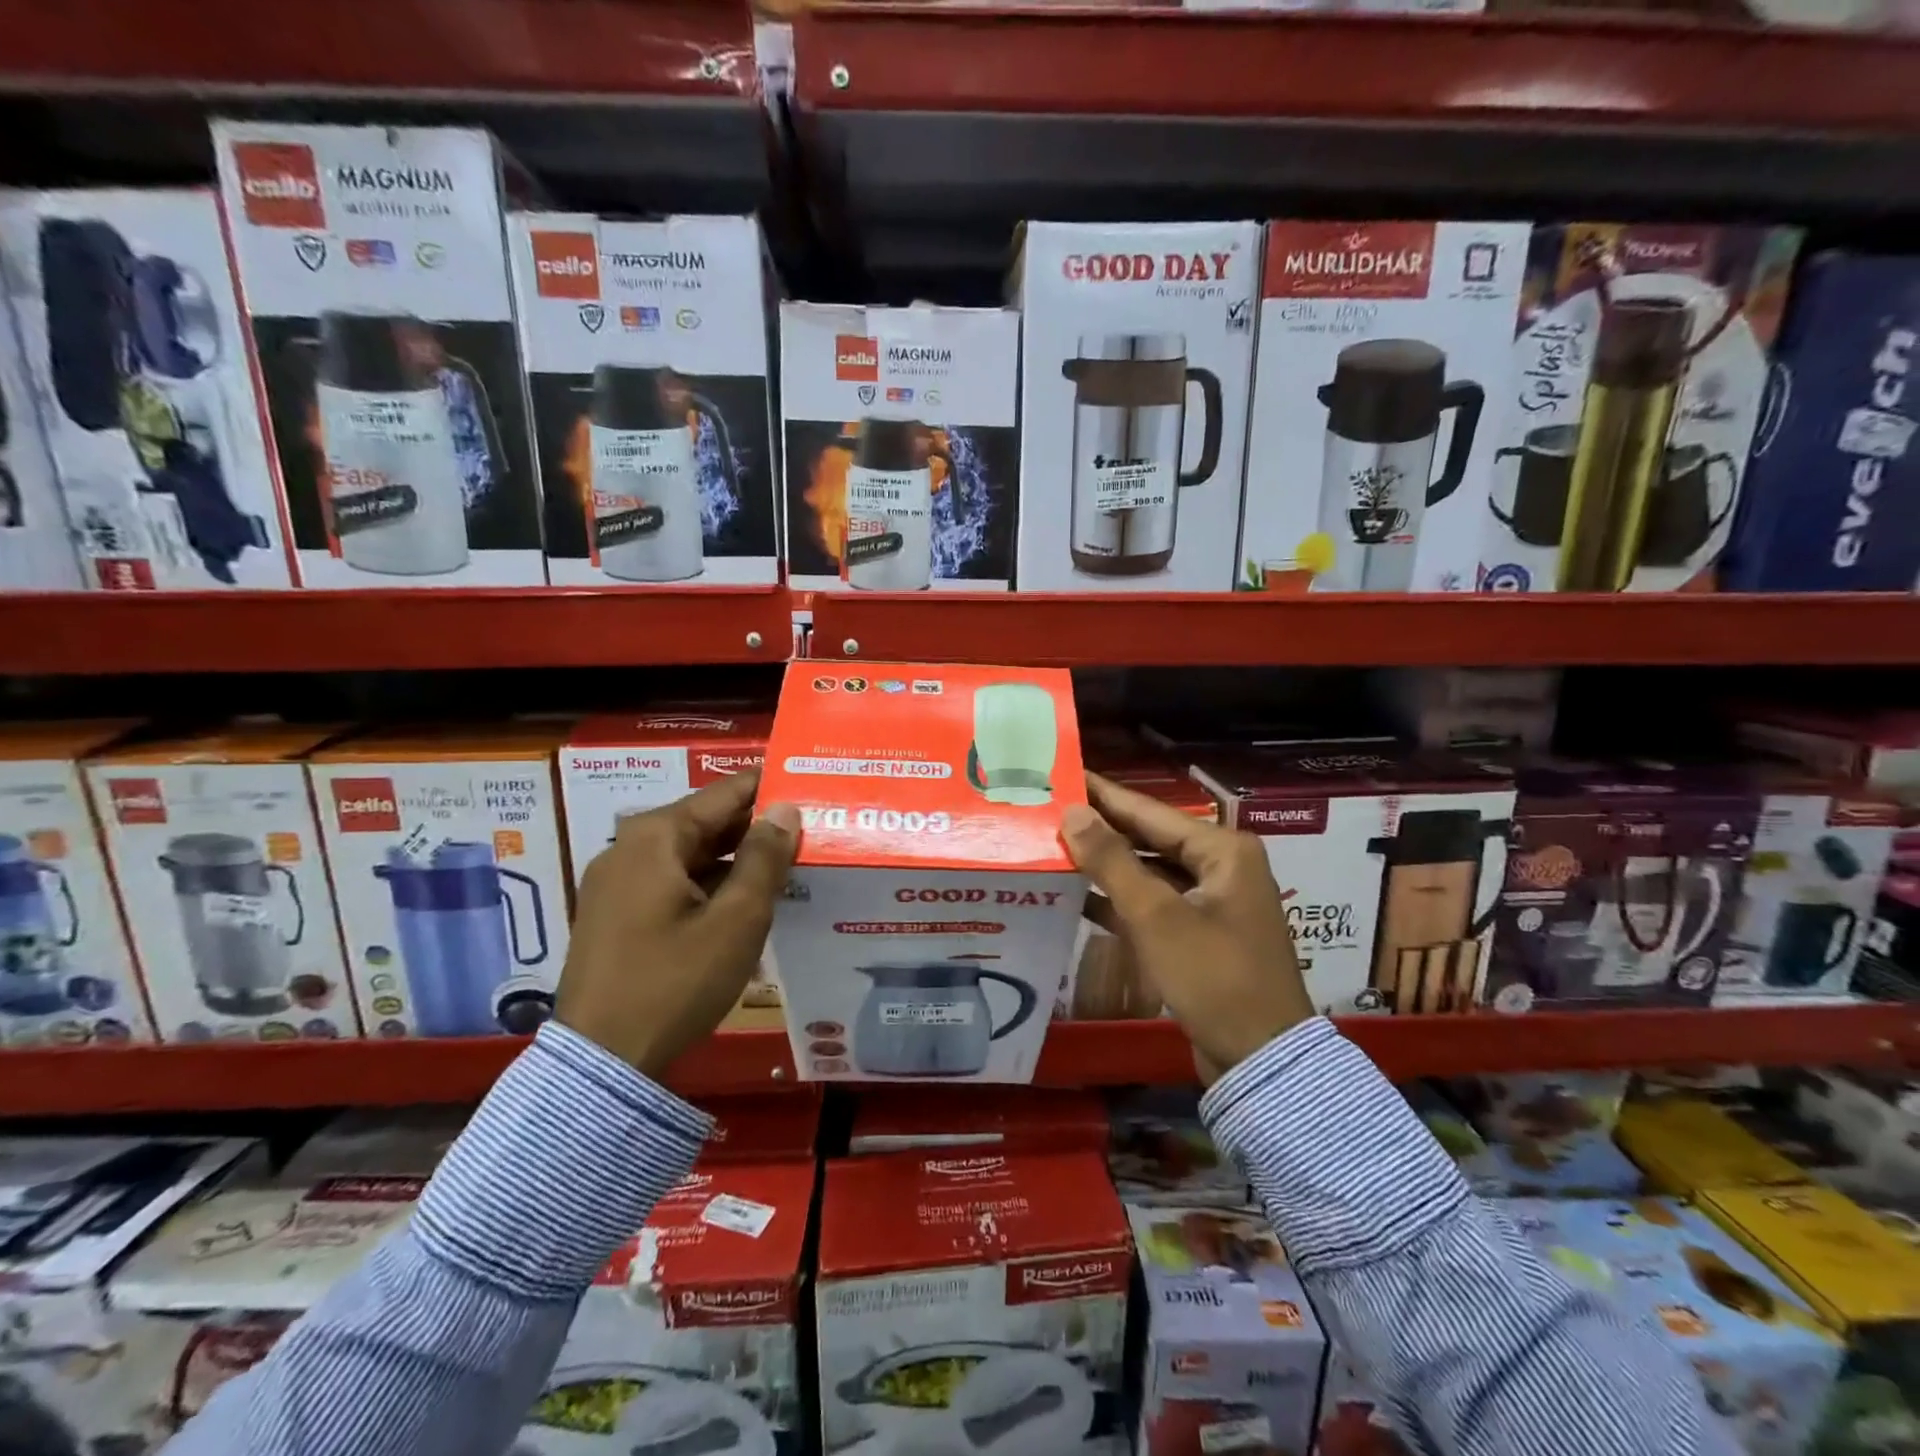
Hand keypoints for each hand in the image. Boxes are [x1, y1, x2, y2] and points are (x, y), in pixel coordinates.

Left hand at [557, 770, 798, 1078]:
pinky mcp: (616, 915)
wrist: (602, 1063)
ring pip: (690, 854)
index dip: (769, 787)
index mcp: (655, 837)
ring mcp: (617, 883)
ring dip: (736, 858)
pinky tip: (745, 899)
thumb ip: (765, 858)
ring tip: (787, 863)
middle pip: (705, 822)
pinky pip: (673, 881)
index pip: (724, 794)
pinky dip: (710, 883)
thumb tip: (785, 810)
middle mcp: (629, 848)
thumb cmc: (675, 982)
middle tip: (808, 827)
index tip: (809, 784)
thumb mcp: (736, 920)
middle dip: (755, 826)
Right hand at [1061, 773, 1313, 1083]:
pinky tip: (1077, 894)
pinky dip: (1119, 899)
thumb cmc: (1213, 977)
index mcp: (1222, 850)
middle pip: (1149, 838)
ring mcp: (1211, 901)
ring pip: (1148, 871)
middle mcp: (1220, 866)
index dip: (1104, 794)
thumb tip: (1073, 811)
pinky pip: (1153, 903)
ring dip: (1106, 865)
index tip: (1065, 773)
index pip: (1149, 811)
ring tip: (1055, 846)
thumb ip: (1111, 860)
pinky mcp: (1199, 933)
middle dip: (1101, 828)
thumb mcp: (1156, 916)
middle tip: (1050, 810)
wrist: (1260, 1060)